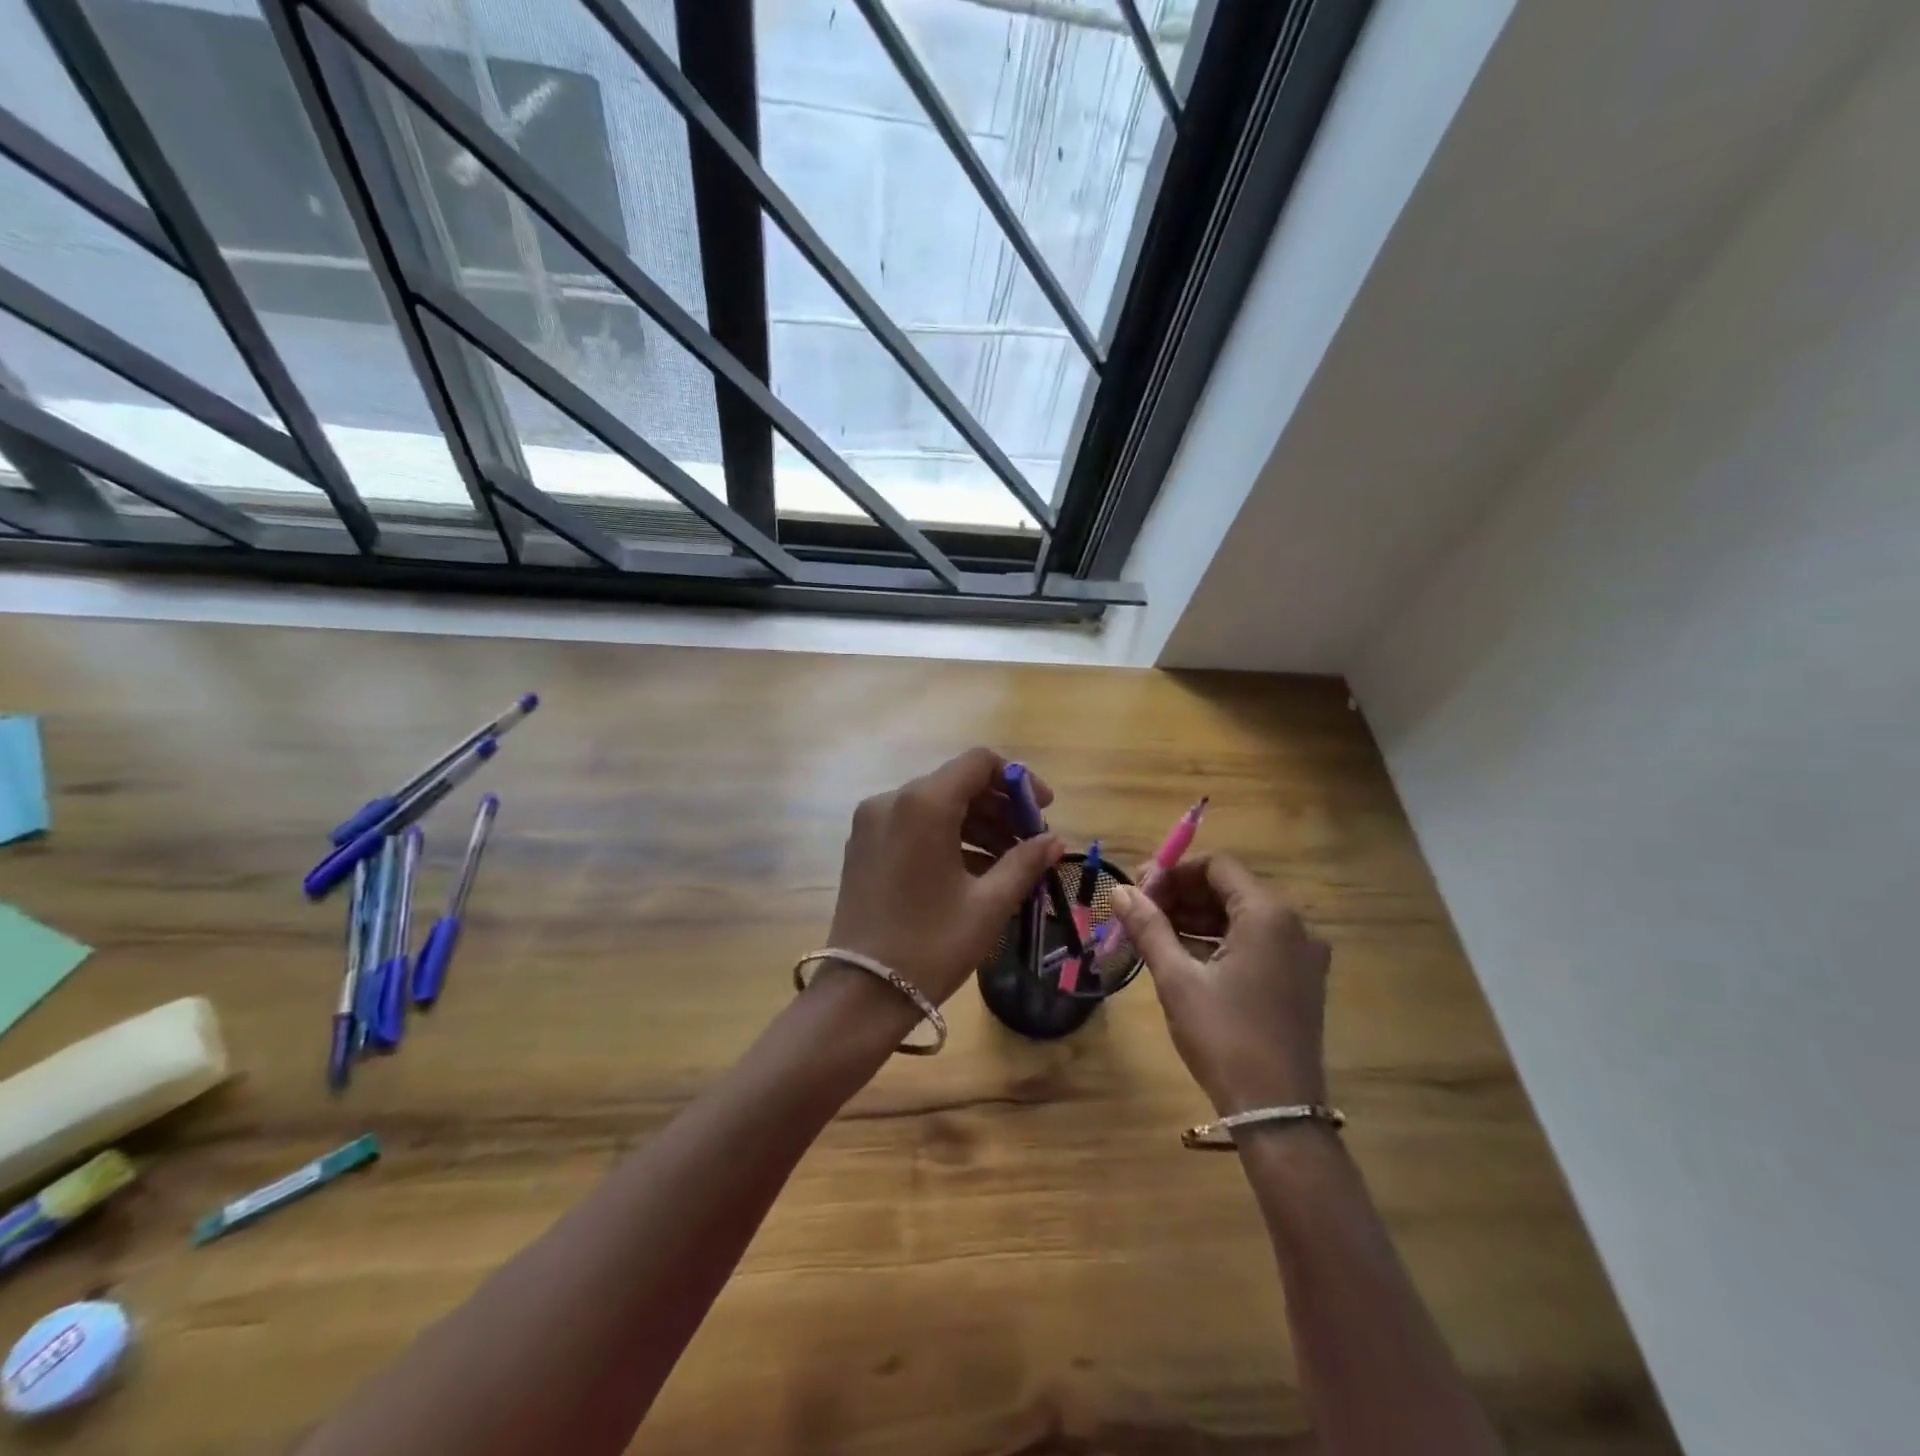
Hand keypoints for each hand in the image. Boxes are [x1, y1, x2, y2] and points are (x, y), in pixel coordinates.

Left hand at [827, 747, 1063, 1007]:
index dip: (1018, 780)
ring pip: (935, 804)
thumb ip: (1025, 862)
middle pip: (957, 783)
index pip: (979, 763)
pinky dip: (947, 836)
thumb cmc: (932, 945)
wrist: (862, 993)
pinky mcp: (862, 845)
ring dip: (976, 824)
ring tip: (1008, 861)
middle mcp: (891, 800)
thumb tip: (1054, 841)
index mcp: (923, 803)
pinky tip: (974, 870)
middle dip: (999, 807)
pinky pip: (913, 824)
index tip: (1043, 812)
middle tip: (1030, 842)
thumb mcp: (989, 904)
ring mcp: (871, 822)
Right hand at [1109, 853, 1329, 1113]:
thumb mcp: (1177, 979)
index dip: (1174, 871)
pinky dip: (1218, 940)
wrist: (1277, 1113)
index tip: (1139, 891)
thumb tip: (1119, 890)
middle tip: (1139, 911)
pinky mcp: (1299, 978)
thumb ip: (1148, 927)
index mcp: (1269, 914)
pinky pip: (1254, 941)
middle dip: (1181, 894)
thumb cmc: (1224, 1037)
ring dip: (1196, 917)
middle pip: (1229, 888)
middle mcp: (1293, 924)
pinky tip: (1182, 954)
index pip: (1217, 866)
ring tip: (1153, 933)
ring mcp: (1301, 953)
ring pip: (1240, 915)